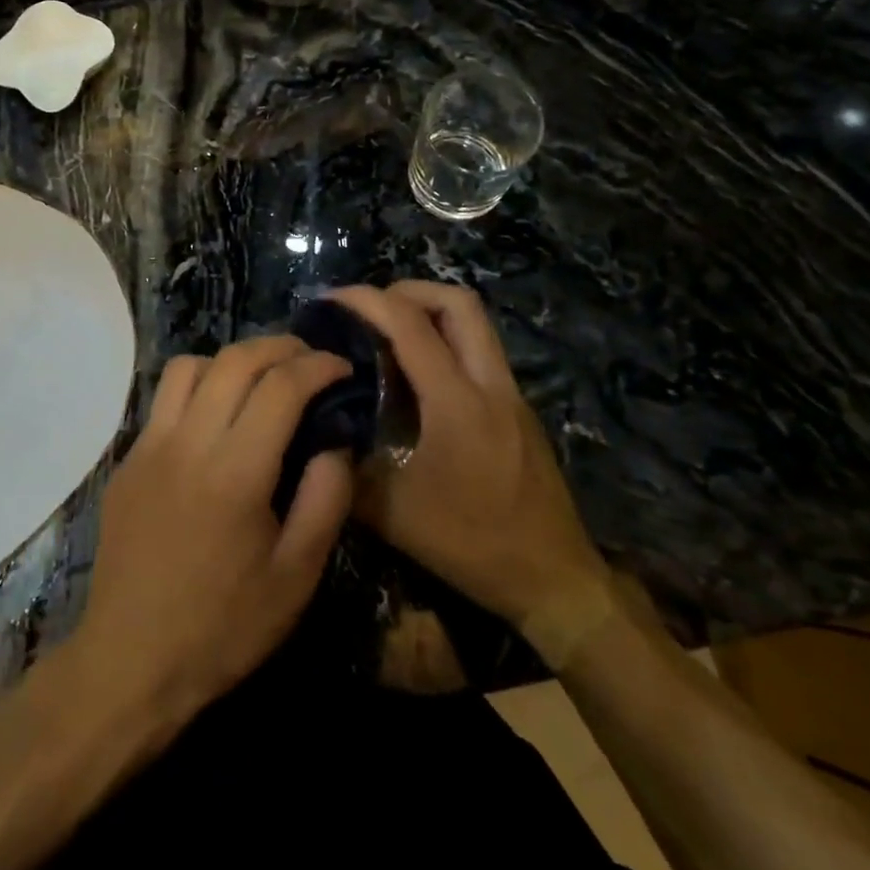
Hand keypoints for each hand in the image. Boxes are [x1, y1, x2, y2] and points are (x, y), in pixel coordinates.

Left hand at [75, 337, 354, 727]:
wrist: (130, 660)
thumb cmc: (223, 627)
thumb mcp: (296, 577)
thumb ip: (325, 499)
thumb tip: (337, 443)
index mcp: (235, 471)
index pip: (281, 385)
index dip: (318, 366)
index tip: (342, 367)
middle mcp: (188, 441)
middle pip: (235, 360)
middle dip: (280, 347)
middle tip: (309, 360)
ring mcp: (149, 445)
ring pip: (191, 365)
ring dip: (233, 359)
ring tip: (260, 380)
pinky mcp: (128, 458)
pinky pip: (164, 396)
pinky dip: (199, 384)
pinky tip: (216, 415)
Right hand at [332, 282, 615, 667]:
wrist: (553, 578)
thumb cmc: (471, 544)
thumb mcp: (393, 514)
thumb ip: (349, 467)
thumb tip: (316, 433)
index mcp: (456, 402)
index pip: (409, 324)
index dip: (367, 300)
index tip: (332, 299)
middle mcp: (489, 385)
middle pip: (458, 303)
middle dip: (408, 291)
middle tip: (369, 309)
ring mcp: (511, 395)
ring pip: (476, 324)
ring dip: (431, 312)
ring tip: (389, 334)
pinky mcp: (518, 410)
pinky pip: (480, 352)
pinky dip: (446, 342)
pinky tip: (418, 377)